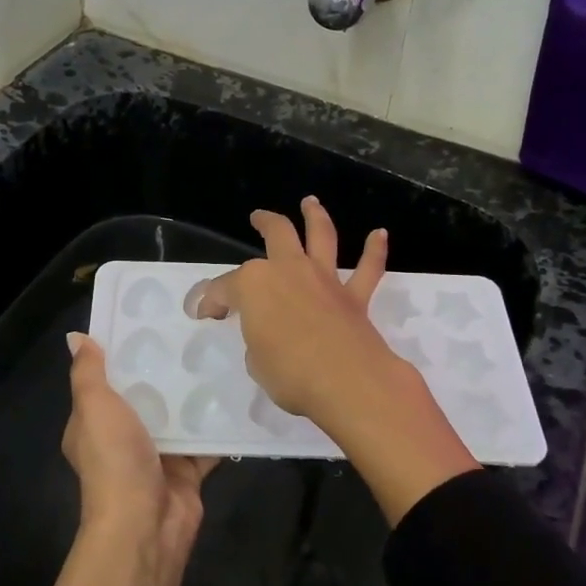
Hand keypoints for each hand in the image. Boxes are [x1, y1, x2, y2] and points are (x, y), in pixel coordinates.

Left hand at [49, 332, 216, 585]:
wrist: (145, 528)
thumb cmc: (115, 461)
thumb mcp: (94, 409)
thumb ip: (88, 373)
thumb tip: (76, 336)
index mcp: (94, 423)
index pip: (107, 378)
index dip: (123, 350)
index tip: (150, 317)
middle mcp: (124, 437)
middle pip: (147, 393)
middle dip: (167, 367)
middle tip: (196, 327)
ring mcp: (159, 454)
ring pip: (180, 414)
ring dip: (196, 391)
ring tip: (222, 350)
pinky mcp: (190, 469)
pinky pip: (208, 439)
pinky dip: (221, 422)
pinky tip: (241, 391)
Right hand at [190, 196, 392, 423]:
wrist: (346, 382)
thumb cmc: (289, 373)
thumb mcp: (256, 361)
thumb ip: (259, 339)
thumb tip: (269, 334)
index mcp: (254, 285)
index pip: (225, 288)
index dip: (212, 301)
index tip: (207, 313)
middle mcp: (289, 270)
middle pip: (276, 234)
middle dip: (264, 222)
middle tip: (257, 217)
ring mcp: (324, 280)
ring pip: (321, 236)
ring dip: (315, 216)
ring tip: (310, 202)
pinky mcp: (354, 296)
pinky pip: (367, 268)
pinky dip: (374, 250)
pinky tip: (379, 234)